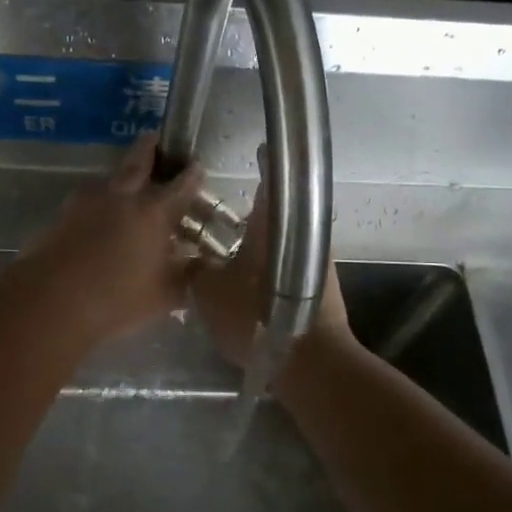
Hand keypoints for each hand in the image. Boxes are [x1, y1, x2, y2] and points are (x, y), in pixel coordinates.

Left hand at [17, 133, 207, 345]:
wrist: (53, 300)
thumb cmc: (117, 298)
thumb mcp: (164, 295)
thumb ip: (186, 277)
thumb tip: (201, 267)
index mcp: (154, 212)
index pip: (180, 186)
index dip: (191, 175)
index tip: (197, 165)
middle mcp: (123, 197)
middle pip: (138, 163)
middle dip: (149, 149)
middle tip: (155, 138)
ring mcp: (88, 202)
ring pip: (109, 179)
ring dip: (120, 177)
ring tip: (126, 182)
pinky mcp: (63, 215)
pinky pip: (87, 199)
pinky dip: (98, 200)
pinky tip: (98, 214)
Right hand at [191, 149, 350, 367]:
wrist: (310, 360)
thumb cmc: (256, 314)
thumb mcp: (208, 291)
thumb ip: (196, 269)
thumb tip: (189, 257)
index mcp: (275, 221)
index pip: (273, 178)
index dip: (265, 162)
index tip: (259, 150)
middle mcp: (303, 231)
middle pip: (279, 211)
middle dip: (257, 210)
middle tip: (228, 216)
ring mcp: (318, 260)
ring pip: (286, 240)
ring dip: (265, 242)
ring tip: (235, 252)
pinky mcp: (322, 286)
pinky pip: (292, 265)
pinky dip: (273, 267)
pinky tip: (253, 282)